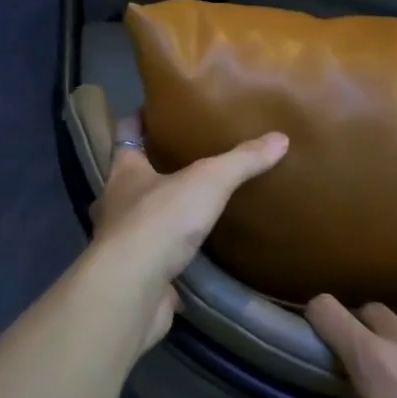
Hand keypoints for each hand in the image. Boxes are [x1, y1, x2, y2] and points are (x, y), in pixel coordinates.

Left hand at [89, 114, 287, 349]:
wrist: (133, 289)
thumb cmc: (160, 220)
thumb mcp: (208, 181)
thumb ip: (241, 160)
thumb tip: (281, 137)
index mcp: (123, 171)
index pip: (125, 133)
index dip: (138, 120)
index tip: (155, 108)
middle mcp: (115, 202)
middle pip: (131, 177)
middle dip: (151, 168)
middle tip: (183, 158)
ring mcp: (121, 242)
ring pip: (140, 218)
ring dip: (160, 212)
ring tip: (191, 204)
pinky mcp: (134, 275)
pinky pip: (154, 257)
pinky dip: (170, 253)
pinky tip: (192, 254)